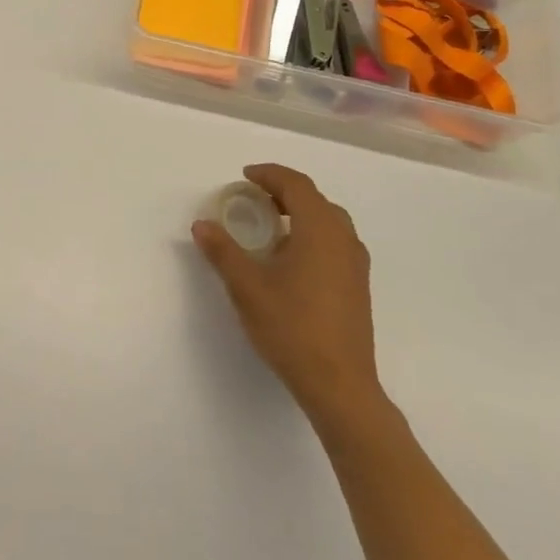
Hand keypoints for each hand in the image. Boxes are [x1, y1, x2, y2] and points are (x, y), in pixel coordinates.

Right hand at [192, 163, 388, 436]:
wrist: (339, 385)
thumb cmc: (292, 327)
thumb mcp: (247, 287)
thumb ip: (223, 251)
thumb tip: (202, 225)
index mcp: (320, 230)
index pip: (297, 185)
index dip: (270, 174)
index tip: (245, 176)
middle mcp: (344, 239)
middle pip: (315, 200)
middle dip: (284, 192)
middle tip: (254, 198)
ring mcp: (355, 264)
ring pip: (329, 221)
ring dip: (300, 214)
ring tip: (270, 227)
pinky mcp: (358, 286)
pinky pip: (335, 242)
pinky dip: (312, 234)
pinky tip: (290, 259)